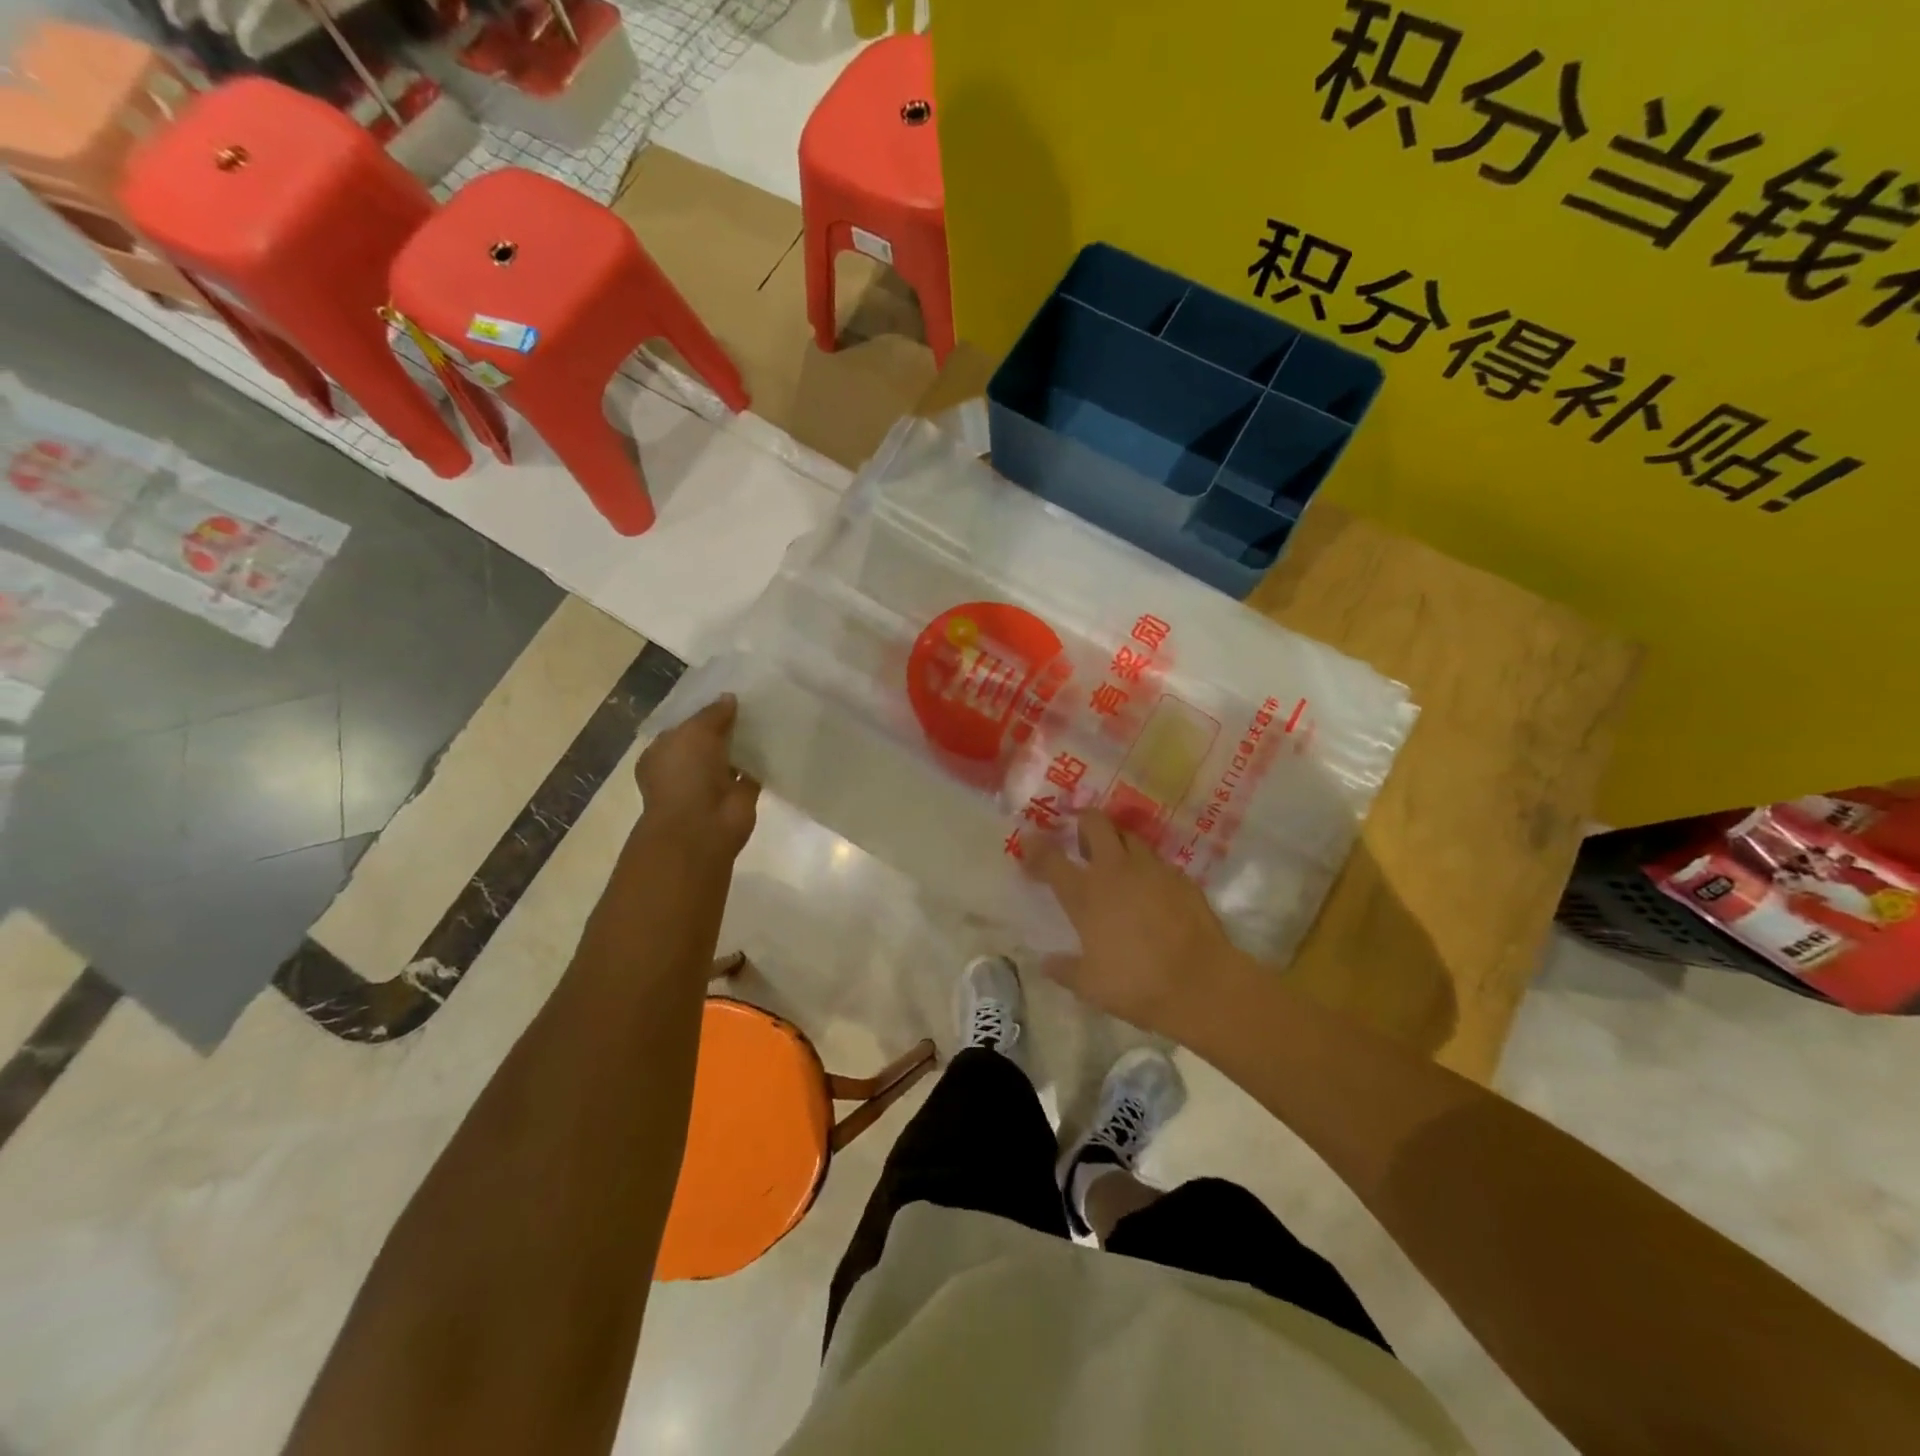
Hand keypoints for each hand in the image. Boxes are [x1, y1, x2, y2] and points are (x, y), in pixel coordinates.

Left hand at [633, 696, 759, 862]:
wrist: (701, 826)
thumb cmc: (686, 775)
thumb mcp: (695, 732)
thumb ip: (713, 714)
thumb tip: (729, 698)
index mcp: (663, 752)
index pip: (685, 725)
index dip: (704, 711)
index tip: (728, 694)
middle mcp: (686, 767)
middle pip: (710, 740)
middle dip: (728, 725)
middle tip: (754, 700)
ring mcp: (713, 783)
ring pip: (732, 756)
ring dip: (746, 742)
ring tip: (769, 715)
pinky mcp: (739, 795)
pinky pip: (753, 772)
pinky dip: (763, 761)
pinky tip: (778, 741)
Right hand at [1026, 812, 1248, 1037]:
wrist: (1202, 984)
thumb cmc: (1137, 985)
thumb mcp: (1090, 986)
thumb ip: (1064, 969)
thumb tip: (1046, 963)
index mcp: (1086, 894)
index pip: (1051, 858)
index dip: (1035, 846)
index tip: (1028, 840)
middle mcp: (1116, 870)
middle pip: (1094, 823)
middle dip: (1083, 822)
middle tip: (1079, 839)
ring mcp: (1152, 869)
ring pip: (1128, 836)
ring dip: (1116, 842)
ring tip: (1114, 860)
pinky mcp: (1181, 877)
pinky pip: (1156, 861)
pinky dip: (1146, 867)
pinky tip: (1149, 888)